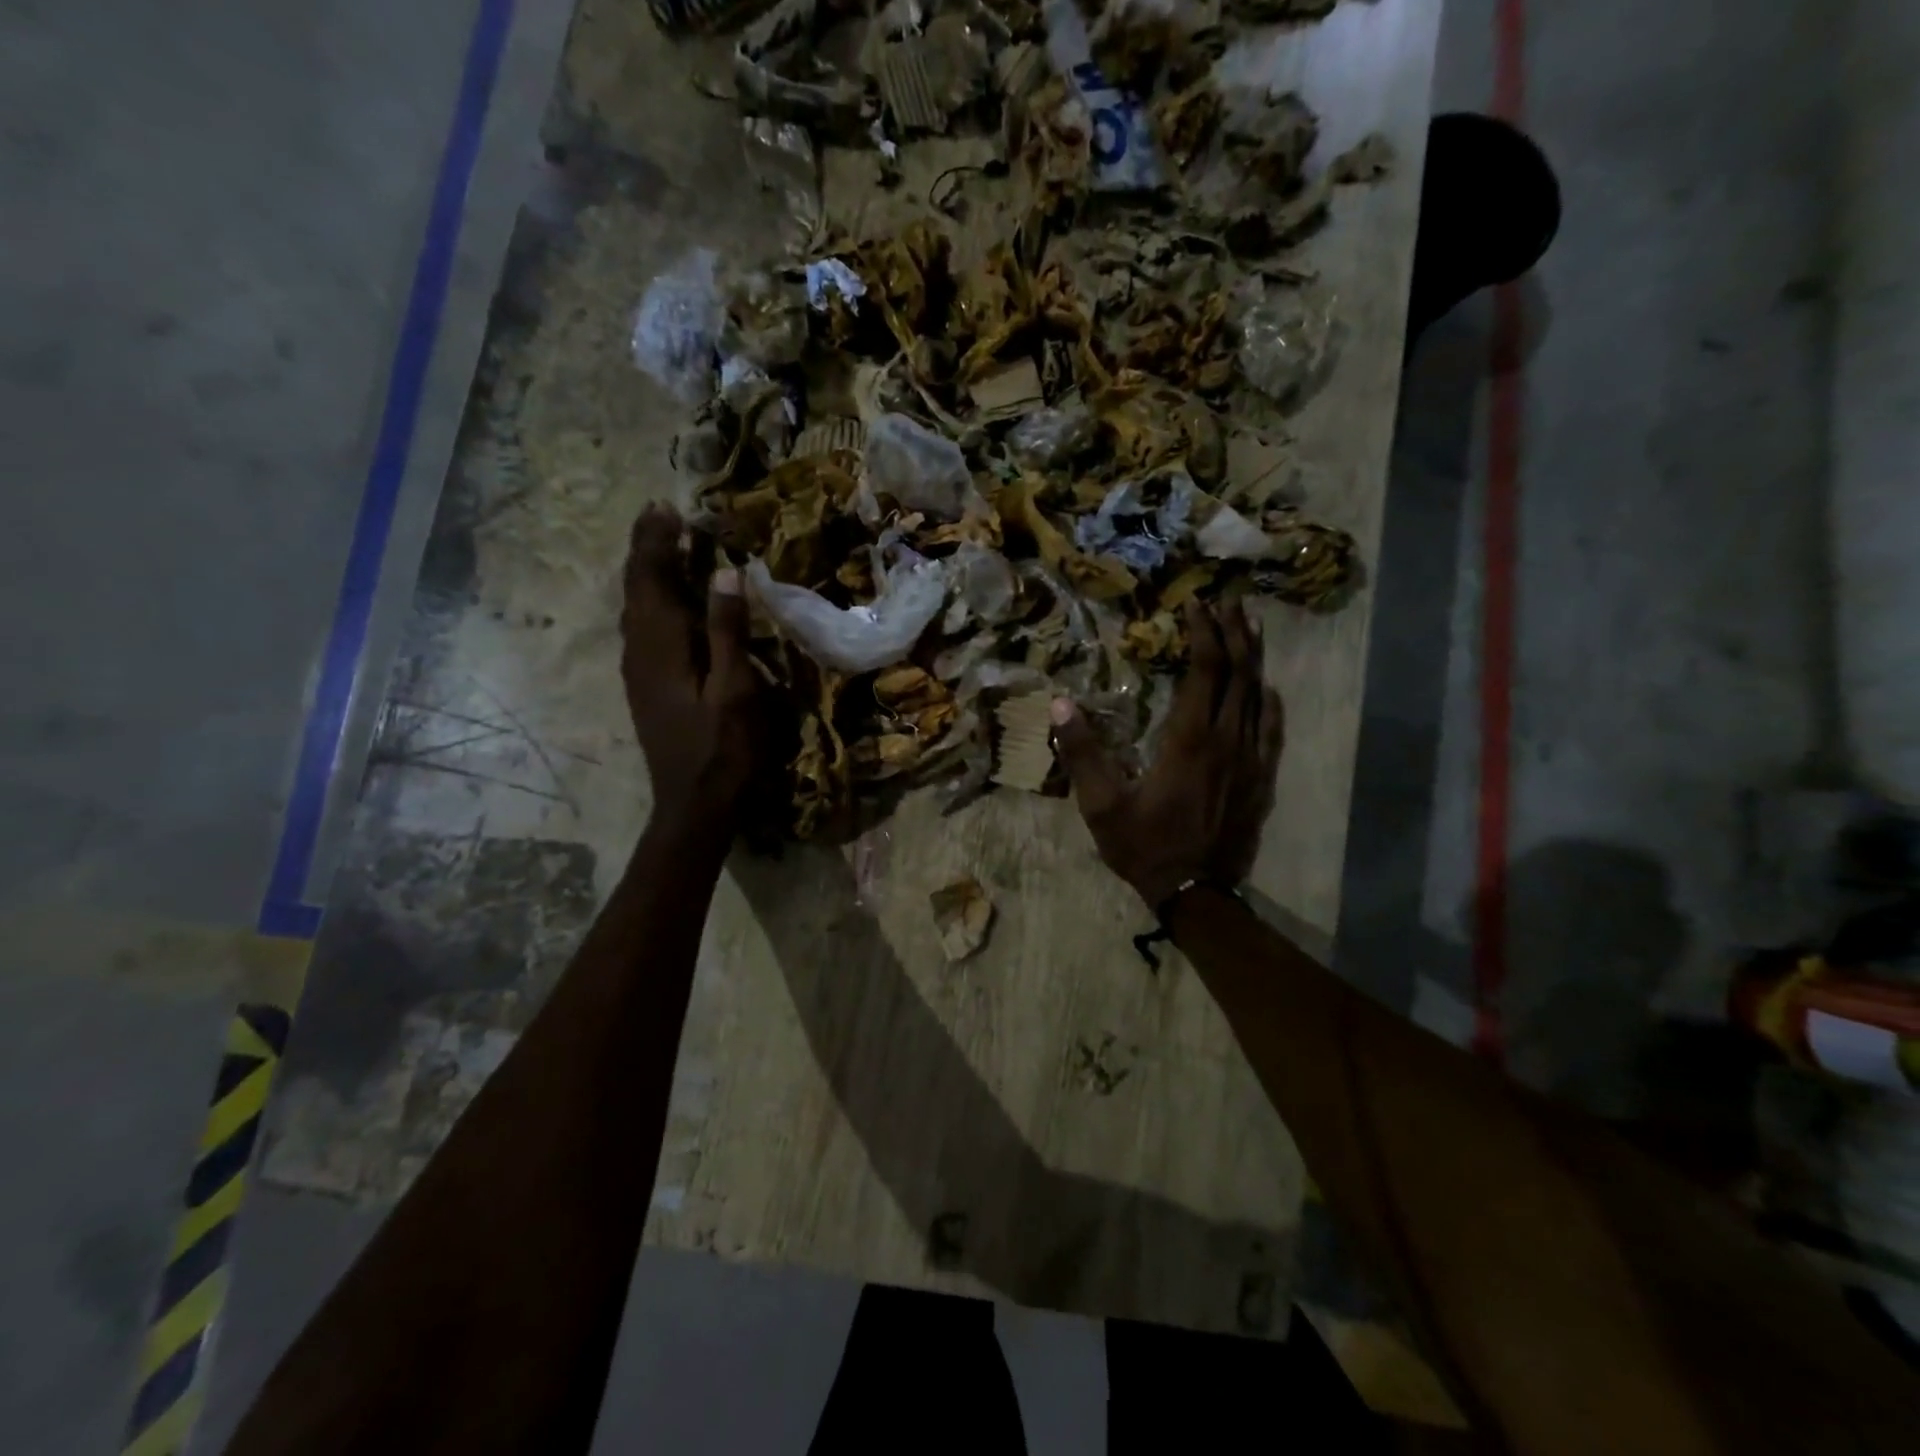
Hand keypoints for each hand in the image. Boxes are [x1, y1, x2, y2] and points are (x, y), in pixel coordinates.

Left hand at [621, 504, 762, 835]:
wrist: (693, 805)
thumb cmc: (723, 750)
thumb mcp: (736, 691)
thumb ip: (728, 631)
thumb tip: (725, 573)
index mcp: (662, 648)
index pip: (652, 579)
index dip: (657, 541)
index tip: (666, 506)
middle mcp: (640, 652)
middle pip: (636, 589)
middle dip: (647, 550)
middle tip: (661, 515)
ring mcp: (638, 672)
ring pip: (635, 609)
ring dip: (647, 573)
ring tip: (663, 547)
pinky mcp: (645, 687)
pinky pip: (641, 629)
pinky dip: (651, 602)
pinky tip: (666, 603)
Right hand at [1051, 599, 1283, 909]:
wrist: (1196, 893)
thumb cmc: (1144, 845)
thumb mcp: (1100, 803)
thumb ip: (1081, 752)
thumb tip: (1059, 702)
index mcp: (1190, 739)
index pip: (1205, 670)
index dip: (1203, 633)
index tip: (1196, 605)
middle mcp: (1228, 740)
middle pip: (1239, 673)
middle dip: (1234, 632)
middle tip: (1229, 600)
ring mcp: (1251, 759)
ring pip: (1259, 695)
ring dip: (1254, 657)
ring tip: (1250, 626)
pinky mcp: (1262, 778)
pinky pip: (1272, 728)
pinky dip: (1269, 700)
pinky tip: (1268, 688)